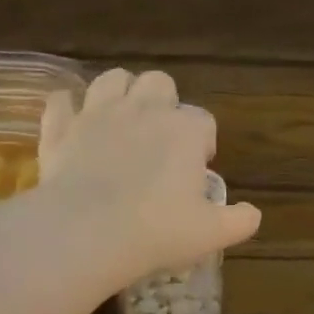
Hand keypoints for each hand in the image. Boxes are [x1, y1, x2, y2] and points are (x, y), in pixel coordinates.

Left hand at [38, 68, 260, 288]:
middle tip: (159, 141)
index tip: (196, 171)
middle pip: (159, 83)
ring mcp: (98, 114)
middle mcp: (144, 109)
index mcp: (184, 130)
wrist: (88, 232)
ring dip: (120, 94)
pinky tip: (72, 124)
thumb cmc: (158, 231)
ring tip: (121, 123)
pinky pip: (61, 102)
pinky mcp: (61, 128)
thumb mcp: (212, 234)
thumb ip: (239, 221)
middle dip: (163, 103)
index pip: (203, 121)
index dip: (202, 143)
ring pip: (113, 79)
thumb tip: (253, 214)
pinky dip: (67, 109)